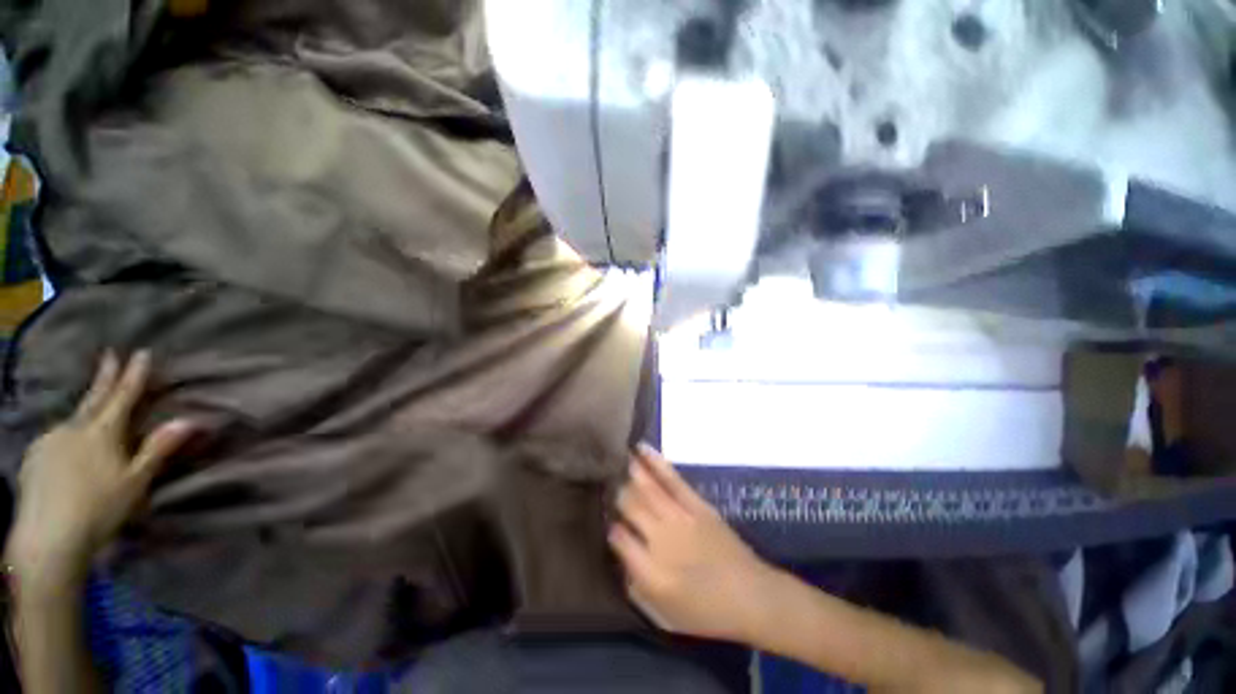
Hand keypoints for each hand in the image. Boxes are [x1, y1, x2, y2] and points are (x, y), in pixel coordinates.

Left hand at [4, 351, 194, 590]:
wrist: (48, 538)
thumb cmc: (99, 508)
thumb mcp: (135, 482)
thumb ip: (157, 449)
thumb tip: (188, 420)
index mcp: (102, 432)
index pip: (122, 396)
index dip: (133, 374)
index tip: (142, 353)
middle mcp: (74, 428)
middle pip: (93, 398)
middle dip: (105, 376)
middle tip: (110, 355)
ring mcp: (50, 441)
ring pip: (73, 417)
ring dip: (86, 406)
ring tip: (93, 402)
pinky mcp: (35, 457)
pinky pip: (57, 435)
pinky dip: (68, 430)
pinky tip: (68, 440)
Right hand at [609, 444, 774, 641]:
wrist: (751, 595)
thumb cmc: (706, 611)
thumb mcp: (664, 612)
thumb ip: (636, 582)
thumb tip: (619, 550)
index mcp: (651, 572)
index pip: (618, 538)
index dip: (610, 525)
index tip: (606, 518)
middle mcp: (662, 540)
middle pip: (630, 506)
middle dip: (615, 491)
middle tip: (605, 478)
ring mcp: (680, 517)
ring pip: (648, 487)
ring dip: (629, 469)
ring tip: (616, 454)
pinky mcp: (697, 504)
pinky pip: (672, 479)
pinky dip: (656, 462)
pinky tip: (642, 450)